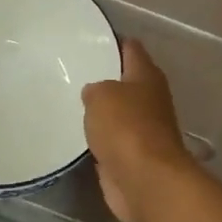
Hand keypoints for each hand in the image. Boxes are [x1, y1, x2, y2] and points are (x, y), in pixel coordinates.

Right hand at [82, 39, 197, 221]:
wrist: (145, 181)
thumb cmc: (126, 127)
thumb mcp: (100, 96)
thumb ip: (94, 90)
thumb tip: (93, 94)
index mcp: (146, 75)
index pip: (131, 48)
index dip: (113, 41)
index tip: (89, 40)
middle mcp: (150, 99)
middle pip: (126, 81)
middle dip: (105, 78)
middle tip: (73, 73)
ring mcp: (144, 130)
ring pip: (119, 113)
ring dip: (102, 112)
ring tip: (71, 103)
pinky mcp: (134, 158)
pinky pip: (113, 141)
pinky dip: (101, 140)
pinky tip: (79, 135)